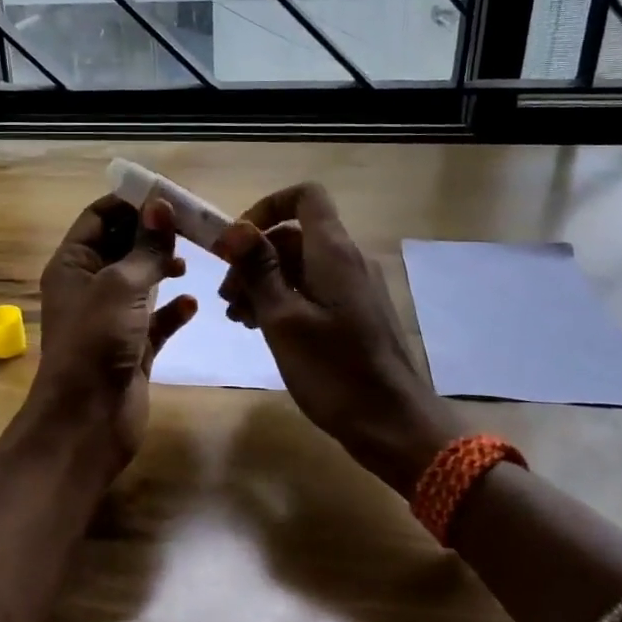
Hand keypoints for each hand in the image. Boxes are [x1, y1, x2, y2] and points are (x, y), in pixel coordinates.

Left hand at [31, 195, 197, 469]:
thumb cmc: (97, 342)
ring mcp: (111, 318)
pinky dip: (173, 310)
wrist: (87, 421)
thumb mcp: (122, 285)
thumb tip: (160, 204)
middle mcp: (89, 286)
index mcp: (73, 264)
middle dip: (153, 234)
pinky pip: (156, 320)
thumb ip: (146, 246)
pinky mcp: (133, 346)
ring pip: (140, 281)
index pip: (100, 217)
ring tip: (190, 263)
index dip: (131, 203)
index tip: (169, 196)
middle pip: (123, 246)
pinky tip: (192, 304)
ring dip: (164, 268)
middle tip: (192, 226)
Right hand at [217, 183, 455, 494]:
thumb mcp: (283, 320)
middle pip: (295, 234)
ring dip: (264, 281)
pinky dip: (284, 299)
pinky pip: (314, 289)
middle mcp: (348, 260)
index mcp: (333, 252)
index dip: (266, 208)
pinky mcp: (356, 313)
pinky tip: (262, 328)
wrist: (393, 424)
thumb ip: (259, 270)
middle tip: (227, 297)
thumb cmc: (334, 371)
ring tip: (238, 317)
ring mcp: (355, 287)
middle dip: (254, 256)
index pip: (304, 197)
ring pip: (301, 265)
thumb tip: (235, 228)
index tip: (236, 243)